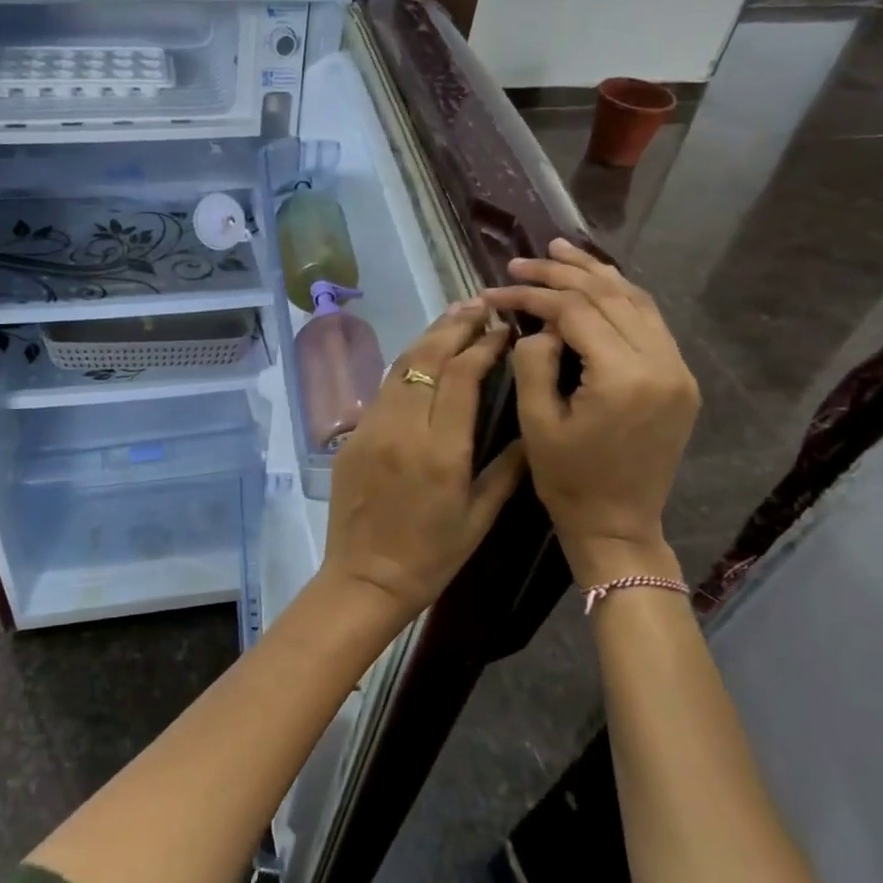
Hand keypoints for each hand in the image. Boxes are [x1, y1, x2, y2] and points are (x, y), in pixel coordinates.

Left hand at [318, 300, 527, 632]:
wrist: (365, 578)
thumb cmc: (431, 556)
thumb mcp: (480, 516)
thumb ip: (508, 467)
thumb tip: (530, 425)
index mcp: (440, 450)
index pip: (461, 375)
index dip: (484, 345)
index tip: (505, 330)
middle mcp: (402, 429)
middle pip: (426, 358)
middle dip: (454, 326)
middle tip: (479, 305)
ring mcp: (371, 429)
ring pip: (400, 367)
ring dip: (428, 338)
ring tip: (454, 317)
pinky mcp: (353, 436)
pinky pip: (383, 389)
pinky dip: (406, 364)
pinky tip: (422, 357)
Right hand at [485, 240, 699, 586]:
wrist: (619, 525)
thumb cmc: (568, 480)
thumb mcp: (536, 422)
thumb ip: (533, 362)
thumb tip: (539, 325)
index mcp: (623, 377)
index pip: (575, 312)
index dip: (532, 295)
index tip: (496, 290)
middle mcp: (661, 363)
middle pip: (610, 296)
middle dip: (562, 274)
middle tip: (523, 260)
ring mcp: (677, 369)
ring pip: (637, 301)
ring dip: (596, 274)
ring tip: (560, 252)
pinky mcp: (679, 378)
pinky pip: (649, 322)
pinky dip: (620, 297)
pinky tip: (596, 284)